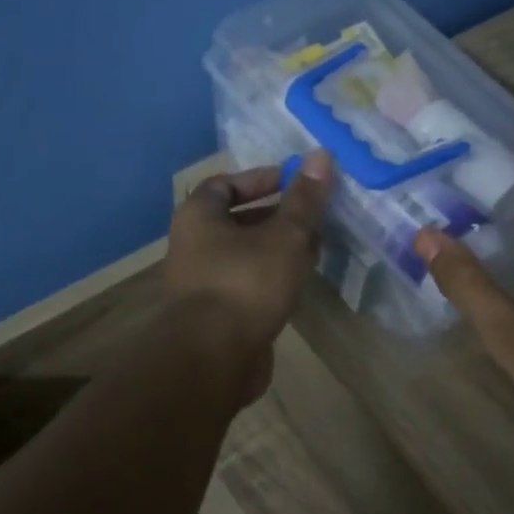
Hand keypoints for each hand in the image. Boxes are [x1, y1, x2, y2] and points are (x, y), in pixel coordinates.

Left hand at [165, 152, 334, 399]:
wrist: (214, 358)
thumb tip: (321, 155)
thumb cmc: (246, 284)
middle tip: (313, 217)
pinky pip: (246, 283)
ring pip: (244, 254)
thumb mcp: (284, 236)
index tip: (296, 182)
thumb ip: (304, 200)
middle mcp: (193, 246)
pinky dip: (271, 277)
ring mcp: (202, 282)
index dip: (261, 179)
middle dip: (276, 215)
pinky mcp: (216, 314)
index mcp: (198, 217)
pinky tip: (299, 283)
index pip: (226, 183)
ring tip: (315, 248)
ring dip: (277, 248)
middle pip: (236, 219)